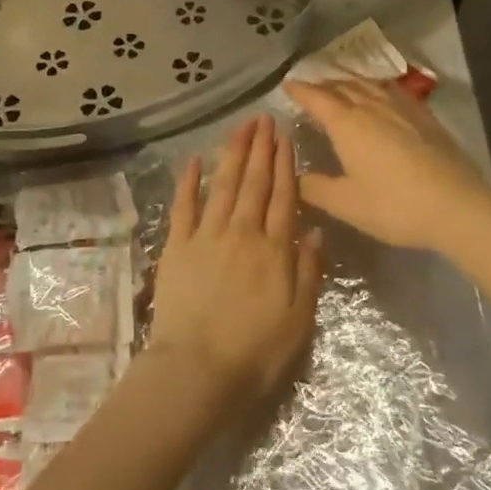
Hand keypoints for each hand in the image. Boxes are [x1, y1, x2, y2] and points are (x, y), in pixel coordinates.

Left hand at [146, 114, 321, 403]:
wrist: (197, 370)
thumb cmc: (255, 351)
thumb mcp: (299, 319)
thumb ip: (309, 270)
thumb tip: (314, 228)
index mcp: (274, 249)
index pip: (283, 195)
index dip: (285, 163)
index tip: (286, 136)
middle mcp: (242, 232)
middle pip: (254, 182)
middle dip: (261, 148)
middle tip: (265, 119)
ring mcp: (206, 236)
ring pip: (224, 184)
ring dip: (233, 153)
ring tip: (241, 127)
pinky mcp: (177, 246)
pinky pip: (183, 206)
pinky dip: (189, 181)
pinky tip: (194, 159)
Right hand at [287, 79, 490, 252]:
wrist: (456, 205)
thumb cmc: (394, 205)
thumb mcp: (346, 204)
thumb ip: (316, 188)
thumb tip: (296, 177)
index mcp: (347, 124)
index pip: (318, 99)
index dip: (301, 90)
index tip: (288, 84)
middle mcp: (372, 107)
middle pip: (343, 86)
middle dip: (324, 84)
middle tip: (312, 88)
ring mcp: (402, 108)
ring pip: (369, 85)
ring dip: (350, 82)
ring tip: (342, 86)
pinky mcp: (425, 116)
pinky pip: (393, 91)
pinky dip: (377, 87)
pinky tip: (382, 95)